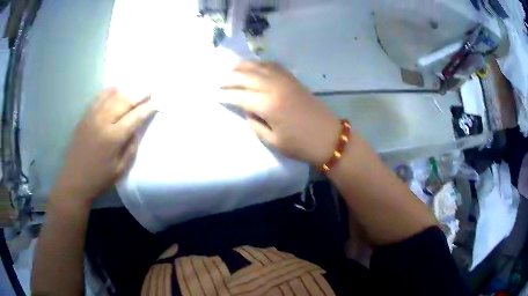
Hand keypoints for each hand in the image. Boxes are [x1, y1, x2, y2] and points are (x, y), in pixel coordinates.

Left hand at [51, 88, 155, 205]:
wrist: (74, 180)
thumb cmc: (99, 179)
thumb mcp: (120, 170)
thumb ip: (130, 149)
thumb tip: (136, 131)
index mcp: (114, 138)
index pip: (134, 118)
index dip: (146, 110)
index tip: (156, 103)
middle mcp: (103, 122)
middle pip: (124, 103)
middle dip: (139, 95)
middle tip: (149, 89)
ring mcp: (92, 117)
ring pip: (111, 98)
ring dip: (125, 91)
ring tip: (135, 87)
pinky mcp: (84, 117)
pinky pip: (97, 99)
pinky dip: (107, 92)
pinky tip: (114, 88)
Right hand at [221, 61, 340, 165]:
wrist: (329, 137)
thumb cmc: (300, 145)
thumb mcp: (273, 141)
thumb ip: (255, 123)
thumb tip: (247, 109)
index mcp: (268, 105)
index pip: (240, 96)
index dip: (226, 95)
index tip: (215, 95)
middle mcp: (275, 87)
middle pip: (246, 77)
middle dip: (229, 78)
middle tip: (218, 81)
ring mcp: (285, 81)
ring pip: (259, 67)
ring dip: (242, 67)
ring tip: (230, 69)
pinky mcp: (293, 79)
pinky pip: (273, 66)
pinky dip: (260, 64)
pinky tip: (254, 66)